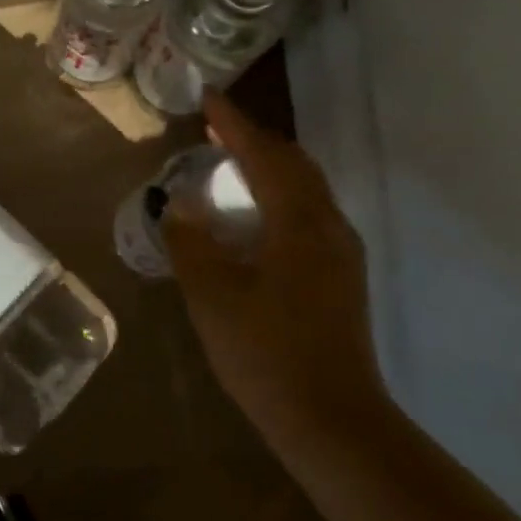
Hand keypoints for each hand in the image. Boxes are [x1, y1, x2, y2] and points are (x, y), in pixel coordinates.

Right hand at [163, 92, 391, 447]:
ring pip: (306, 189)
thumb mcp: (212, 296)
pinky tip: (256, 218)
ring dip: (270, 168)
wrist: (333, 423)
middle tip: (217, 131)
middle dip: (255, 141)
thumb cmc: (267, 354)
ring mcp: (341, 253)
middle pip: (294, 164)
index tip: (209, 98)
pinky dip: (280, 197)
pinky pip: (310, 214)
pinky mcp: (342, 277)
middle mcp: (329, 226)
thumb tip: (179, 204)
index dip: (234, 124)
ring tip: (232, 166)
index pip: (264, 155)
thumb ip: (191, 242)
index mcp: (300, 222)